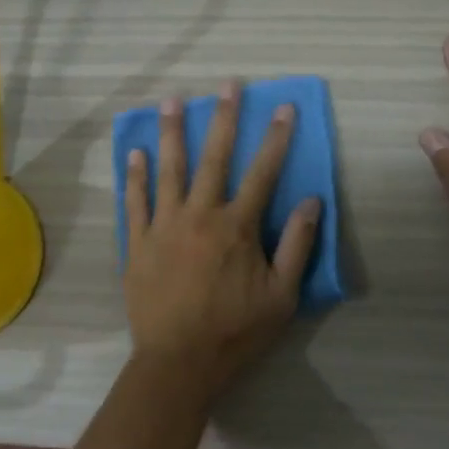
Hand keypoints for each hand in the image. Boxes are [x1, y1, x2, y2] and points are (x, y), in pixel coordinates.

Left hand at [123, 81, 321, 403]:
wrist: (178, 364)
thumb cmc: (235, 331)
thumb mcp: (282, 295)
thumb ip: (297, 245)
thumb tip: (313, 200)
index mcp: (237, 227)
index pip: (263, 172)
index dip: (276, 138)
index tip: (283, 107)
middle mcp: (200, 215)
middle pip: (213, 158)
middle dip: (223, 118)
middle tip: (226, 85)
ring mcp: (164, 227)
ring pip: (169, 170)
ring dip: (171, 132)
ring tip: (172, 100)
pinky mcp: (137, 244)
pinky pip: (134, 202)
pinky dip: (135, 176)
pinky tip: (136, 153)